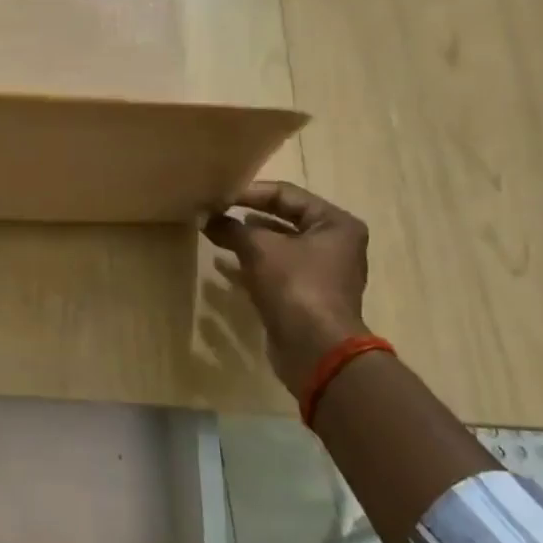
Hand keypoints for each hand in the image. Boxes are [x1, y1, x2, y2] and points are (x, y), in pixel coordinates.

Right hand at [204, 181, 370, 391]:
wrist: (315, 348)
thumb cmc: (295, 286)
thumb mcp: (259, 248)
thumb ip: (232, 228)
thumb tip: (206, 218)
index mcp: (335, 223)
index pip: (287, 194)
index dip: (249, 193)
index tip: (218, 197)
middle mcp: (335, 244)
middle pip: (284, 219)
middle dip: (247, 217)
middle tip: (214, 213)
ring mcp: (322, 272)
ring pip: (278, 246)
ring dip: (247, 240)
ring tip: (216, 235)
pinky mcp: (306, 295)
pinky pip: (276, 270)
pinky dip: (252, 265)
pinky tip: (225, 265)